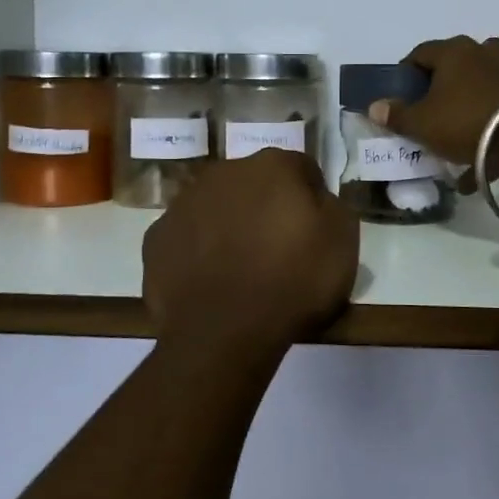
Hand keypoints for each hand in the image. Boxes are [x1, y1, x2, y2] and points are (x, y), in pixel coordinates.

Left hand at [142, 148, 359, 351]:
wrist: (223, 332)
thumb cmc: (293, 281)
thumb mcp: (343, 242)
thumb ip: (332, 207)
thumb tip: (316, 200)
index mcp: (273, 166)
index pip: (301, 169)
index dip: (312, 199)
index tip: (316, 230)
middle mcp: (225, 172)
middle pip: (254, 184)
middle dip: (266, 207)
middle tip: (279, 249)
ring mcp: (184, 203)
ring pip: (216, 207)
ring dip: (230, 226)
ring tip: (242, 269)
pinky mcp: (156, 238)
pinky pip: (187, 238)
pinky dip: (198, 252)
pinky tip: (211, 282)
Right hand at [368, 35, 498, 167]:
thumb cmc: (465, 121)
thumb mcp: (422, 123)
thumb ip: (397, 115)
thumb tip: (375, 106)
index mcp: (453, 52)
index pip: (420, 53)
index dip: (405, 74)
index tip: (399, 97)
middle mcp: (481, 54)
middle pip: (452, 67)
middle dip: (437, 89)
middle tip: (426, 113)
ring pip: (477, 89)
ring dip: (462, 110)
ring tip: (450, 137)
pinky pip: (496, 114)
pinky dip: (484, 135)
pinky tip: (473, 168)